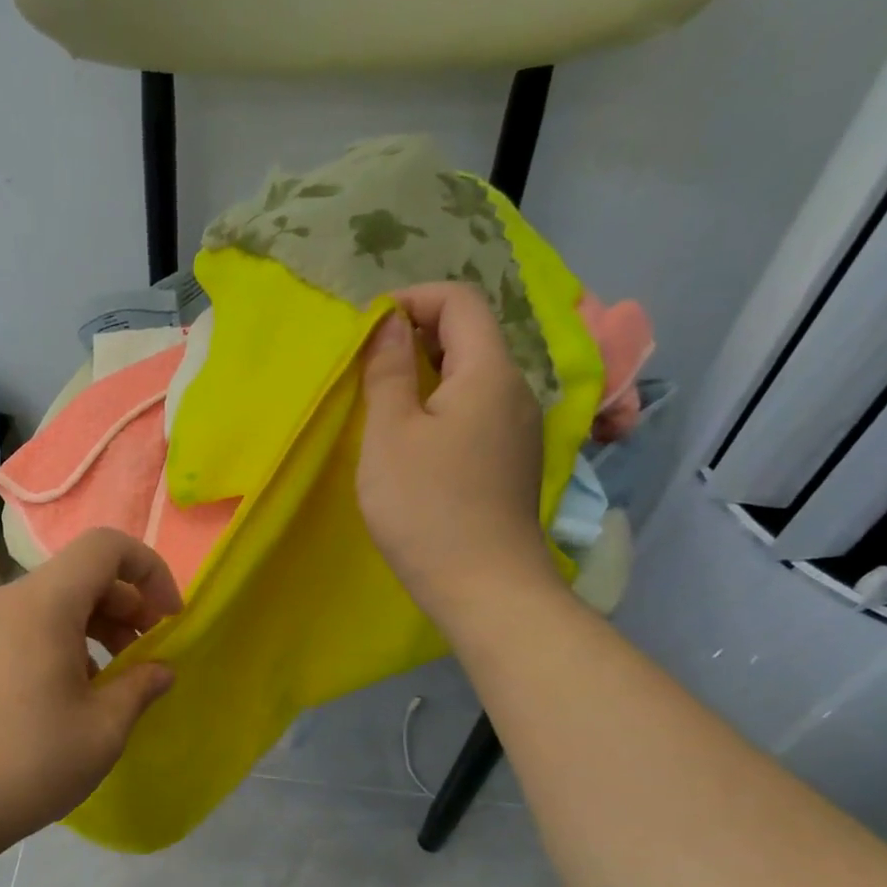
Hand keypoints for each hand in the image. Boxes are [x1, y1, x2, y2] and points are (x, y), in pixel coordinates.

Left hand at [0, 529, 181, 864]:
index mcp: (42, 604)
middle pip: (81, 574)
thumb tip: (161, 670)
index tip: (169, 618)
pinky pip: (28, 624)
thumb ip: (140, 687)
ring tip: (116, 676)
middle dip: (127, 605)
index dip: (149, 571)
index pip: (105, 547)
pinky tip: (74, 691)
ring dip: (97, 625)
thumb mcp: (103, 730)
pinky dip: (64, 640)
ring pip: (54, 601)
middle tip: (149, 653)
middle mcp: (7, 600)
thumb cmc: (29, 763)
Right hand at [355, 283, 560, 623]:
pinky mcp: (511, 461)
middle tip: (369, 365)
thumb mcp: (390, 435)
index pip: (460, 300)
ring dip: (428, 374)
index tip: (368, 330)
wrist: (484, 587)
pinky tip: (414, 441)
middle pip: (471, 335)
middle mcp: (515, 389)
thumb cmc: (426, 507)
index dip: (412, 300)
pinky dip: (443, 406)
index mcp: (489, 371)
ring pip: (473, 376)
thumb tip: (390, 323)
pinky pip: (477, 410)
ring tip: (385, 402)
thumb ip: (389, 371)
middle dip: (418, 335)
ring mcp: (518, 428)